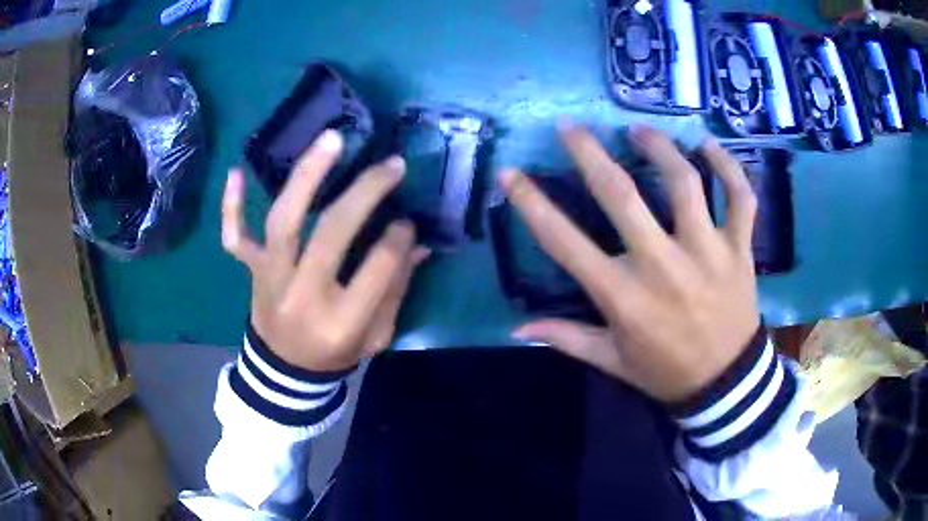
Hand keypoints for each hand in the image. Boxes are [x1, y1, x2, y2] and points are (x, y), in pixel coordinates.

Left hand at [222, 130, 429, 372]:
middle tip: (391, 165)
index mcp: (342, 321)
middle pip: (331, 233)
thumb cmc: (335, 354)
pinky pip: (235, 238)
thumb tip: (416, 242)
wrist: (284, 372)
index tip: (408, 221)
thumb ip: (395, 289)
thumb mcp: (376, 336)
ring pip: (283, 221)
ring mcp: (271, 279)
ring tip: (330, 140)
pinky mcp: (252, 271)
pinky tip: (236, 172)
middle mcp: (303, 295)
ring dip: (307, 176)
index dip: (398, 238)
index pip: (378, 267)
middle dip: (365, 192)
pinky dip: (231, 208)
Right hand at [502, 125, 759, 402]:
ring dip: (659, 148)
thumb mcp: (613, 360)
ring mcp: (707, 252)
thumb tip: (516, 329)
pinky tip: (707, 145)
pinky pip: (740, 197)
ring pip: (685, 182)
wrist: (726, 383)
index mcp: (624, 297)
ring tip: (640, 131)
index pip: (565, 242)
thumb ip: (567, 339)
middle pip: (621, 196)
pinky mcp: (740, 249)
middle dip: (589, 154)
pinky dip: (729, 167)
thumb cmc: (665, 371)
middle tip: (570, 127)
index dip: (532, 204)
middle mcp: (663, 266)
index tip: (510, 174)